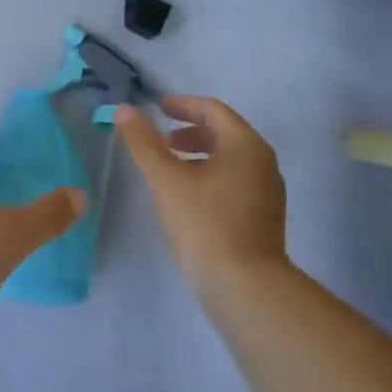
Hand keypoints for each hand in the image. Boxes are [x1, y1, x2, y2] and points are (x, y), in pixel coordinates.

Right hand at [114, 97, 288, 295]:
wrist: (244, 286)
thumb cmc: (204, 223)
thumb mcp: (166, 179)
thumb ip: (143, 142)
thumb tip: (124, 110)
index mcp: (245, 146)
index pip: (213, 110)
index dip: (183, 104)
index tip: (158, 107)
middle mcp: (263, 162)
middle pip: (225, 132)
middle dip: (191, 130)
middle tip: (161, 138)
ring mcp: (267, 191)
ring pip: (230, 158)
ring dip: (199, 153)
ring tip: (170, 167)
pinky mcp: (264, 215)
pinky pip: (235, 180)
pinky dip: (210, 174)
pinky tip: (188, 195)